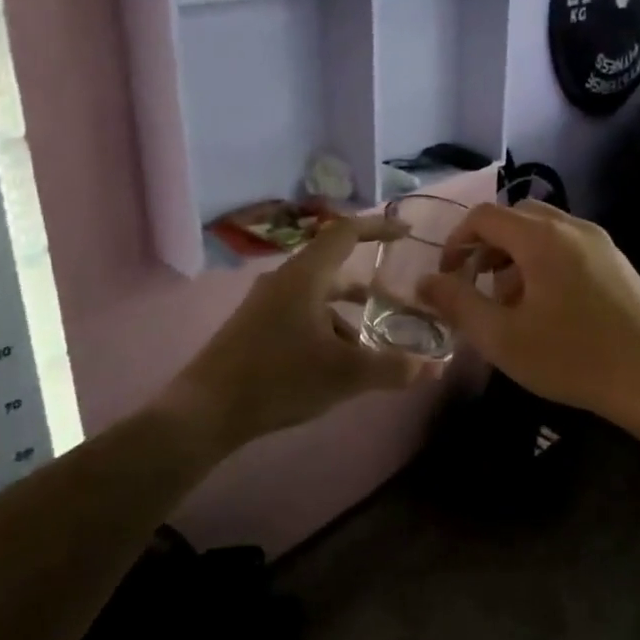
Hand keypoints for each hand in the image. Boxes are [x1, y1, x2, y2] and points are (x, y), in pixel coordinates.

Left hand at [163, 215, 426, 449]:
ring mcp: (266, 304)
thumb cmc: (279, 379)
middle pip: (334, 268)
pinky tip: (335, 365)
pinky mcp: (255, 327)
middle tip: (398, 303)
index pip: (346, 233)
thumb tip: (435, 368)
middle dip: (368, 287)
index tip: (406, 233)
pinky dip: (326, 329)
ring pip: (318, 298)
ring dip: (347, 315)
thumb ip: (393, 368)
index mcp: (305, 276)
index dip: (378, 227)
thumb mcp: (345, 375)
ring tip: (371, 347)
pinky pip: (301, 315)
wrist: (205, 411)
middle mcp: (284, 280)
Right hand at [417, 201, 639, 424]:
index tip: (449, 276)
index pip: (485, 216)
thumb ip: (458, 304)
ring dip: (517, 255)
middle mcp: (572, 227)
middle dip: (488, 247)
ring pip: (544, 232)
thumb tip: (424, 283)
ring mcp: (600, 242)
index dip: (458, 241)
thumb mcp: (503, 337)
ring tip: (513, 303)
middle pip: (516, 218)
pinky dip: (545, 261)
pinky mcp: (618, 261)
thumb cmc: (573, 357)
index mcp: (541, 238)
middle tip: (479, 286)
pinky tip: (550, 308)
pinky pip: (569, 245)